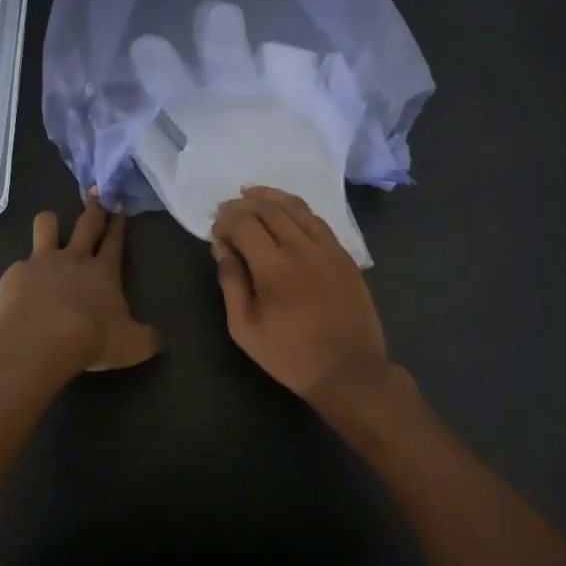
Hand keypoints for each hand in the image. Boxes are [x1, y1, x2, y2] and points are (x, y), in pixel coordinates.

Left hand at [0, 193, 162, 375]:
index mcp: (104, 272)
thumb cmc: (92, 339)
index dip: (118, 224)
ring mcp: (42, 262)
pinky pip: (19, 265)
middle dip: (93, 208)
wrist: (41, 340)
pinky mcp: (15, 274)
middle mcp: (74, 259)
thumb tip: (157, 340)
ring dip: (50, 222)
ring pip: (46, 226)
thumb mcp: (132, 346)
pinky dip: (22, 273)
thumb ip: (146, 339)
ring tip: (50, 225)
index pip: (115, 241)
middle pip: (86, 224)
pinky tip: (21, 288)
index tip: (119, 206)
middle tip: (95, 192)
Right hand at [212, 187, 413, 426]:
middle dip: (243, 204)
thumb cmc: (291, 356)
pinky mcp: (344, 254)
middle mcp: (301, 248)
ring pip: (296, 207)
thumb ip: (231, 282)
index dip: (225, 220)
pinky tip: (286, 212)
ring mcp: (328, 248)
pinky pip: (317, 220)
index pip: (244, 223)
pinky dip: (296, 209)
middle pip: (268, 208)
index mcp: (274, 267)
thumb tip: (222, 248)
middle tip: (228, 209)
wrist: (350, 371)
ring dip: (270, 197)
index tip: (215, 229)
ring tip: (252, 194)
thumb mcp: (245, 328)